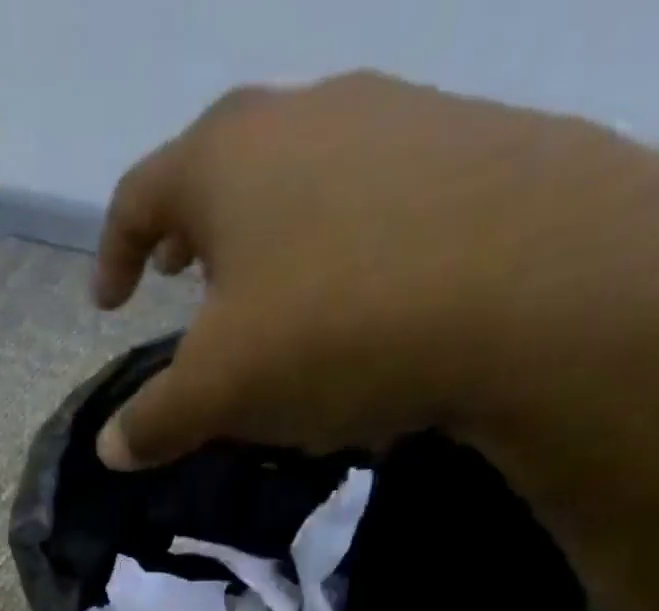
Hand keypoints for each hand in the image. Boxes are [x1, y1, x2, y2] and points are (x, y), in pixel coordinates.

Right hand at [91, 74, 658, 495]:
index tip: (110, 302)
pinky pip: (378, 199)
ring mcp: (404, 119)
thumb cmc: (334, 328)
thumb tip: (110, 449)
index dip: (113, 252)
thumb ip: (153, 421)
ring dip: (269, 236)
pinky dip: (344, 246)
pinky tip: (358, 306)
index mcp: (228, 159)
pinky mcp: (479, 149)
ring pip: (306, 176)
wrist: (549, 289)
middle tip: (180, 279)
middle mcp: (310, 114)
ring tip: (267, 299)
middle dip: (191, 229)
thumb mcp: (217, 393)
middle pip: (224, 166)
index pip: (140, 194)